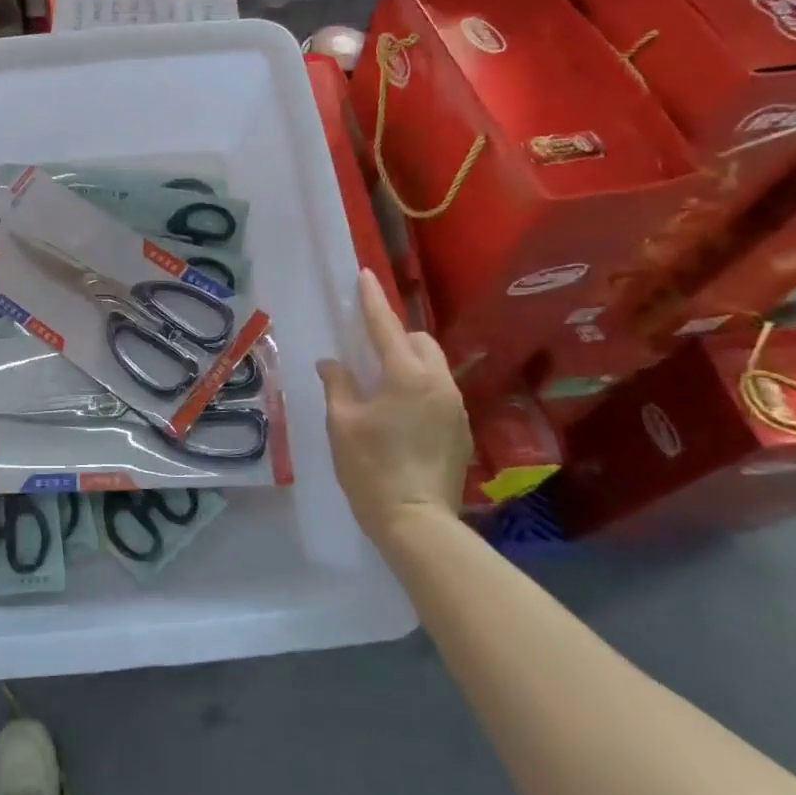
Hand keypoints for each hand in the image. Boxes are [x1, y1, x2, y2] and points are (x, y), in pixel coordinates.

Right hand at [317, 270, 470, 553]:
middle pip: (420, 341)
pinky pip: (439, 392)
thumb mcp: (342, 422)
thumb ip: (338, 384)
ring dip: (410, 363)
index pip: (385, 326)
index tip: (364, 274)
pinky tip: (401, 415)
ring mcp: (455, 406)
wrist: (416, 520)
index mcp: (406, 375)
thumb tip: (333, 363)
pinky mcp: (462, 429)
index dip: (372, 299)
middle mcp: (438, 382)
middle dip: (396, 336)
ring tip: (384, 385)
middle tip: (369, 351)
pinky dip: (420, 388)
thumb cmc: (370, 467)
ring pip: (433, 366)